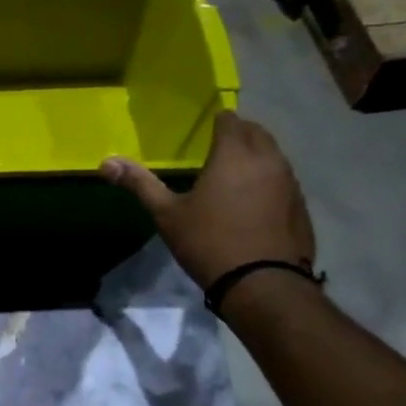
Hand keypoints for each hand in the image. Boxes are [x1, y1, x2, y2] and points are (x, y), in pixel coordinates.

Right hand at [100, 110, 315, 289]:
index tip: (203, 132)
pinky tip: (254, 205)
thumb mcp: (167, 215)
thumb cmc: (210, 243)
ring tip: (234, 176)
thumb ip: (139, 183)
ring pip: (274, 156)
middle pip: (256, 132)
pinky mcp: (301, 207)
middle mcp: (268, 160)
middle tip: (216, 150)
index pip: (229, 120)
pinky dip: (269, 183)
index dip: (216, 122)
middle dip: (238, 134)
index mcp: (234, 154)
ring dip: (256, 158)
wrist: (264, 286)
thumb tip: (105, 162)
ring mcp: (290, 184)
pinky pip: (284, 182)